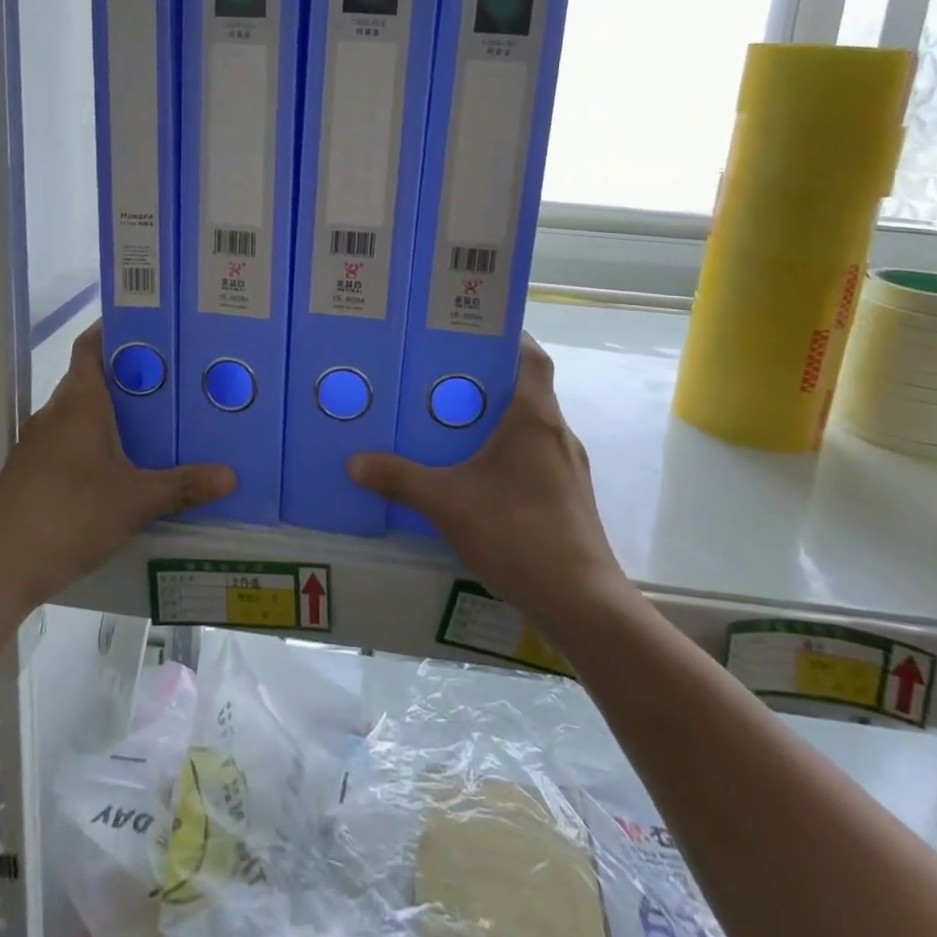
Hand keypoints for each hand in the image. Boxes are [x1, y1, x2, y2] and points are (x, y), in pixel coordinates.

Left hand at [0, 323, 233, 607]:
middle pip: (93, 377)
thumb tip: (231, 475)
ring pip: (82, 412)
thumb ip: (182, 486)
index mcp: (79, 402)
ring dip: (114, 411)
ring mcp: (40, 443)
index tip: (152, 325)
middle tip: (176, 378)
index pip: (92, 346)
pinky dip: (97, 441)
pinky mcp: (32, 471)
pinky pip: (71, 440)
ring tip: (158, 419)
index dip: (116, 329)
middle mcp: (56, 413)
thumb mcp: (135, 501)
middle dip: (131, 375)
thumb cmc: (69, 516)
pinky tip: (124, 465)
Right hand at [347, 335, 630, 635]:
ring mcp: (568, 468)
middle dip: (485, 382)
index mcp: (534, 418)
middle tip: (439, 381)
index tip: (470, 333)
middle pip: (526, 390)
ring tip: (450, 426)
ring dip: (496, 421)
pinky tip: (476, 477)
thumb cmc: (517, 534)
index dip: (508, 337)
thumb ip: (400, 480)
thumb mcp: (448, 503)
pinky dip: (507, 454)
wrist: (581, 603)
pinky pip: (534, 457)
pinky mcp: (568, 497)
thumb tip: (354, 462)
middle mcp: (557, 433)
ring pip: (530, 427)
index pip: (532, 357)